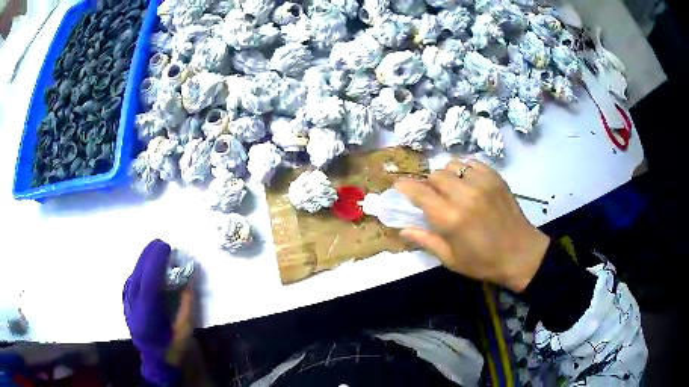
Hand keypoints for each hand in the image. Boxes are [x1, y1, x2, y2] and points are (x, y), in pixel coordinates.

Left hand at [123, 239, 195, 383]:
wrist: (156, 362)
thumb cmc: (173, 348)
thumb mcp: (185, 329)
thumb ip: (186, 303)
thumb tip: (189, 277)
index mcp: (147, 316)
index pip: (148, 282)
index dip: (156, 262)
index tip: (166, 248)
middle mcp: (133, 307)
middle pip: (138, 274)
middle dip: (149, 256)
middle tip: (162, 244)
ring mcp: (127, 304)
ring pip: (133, 275)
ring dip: (144, 260)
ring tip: (156, 251)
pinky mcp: (126, 303)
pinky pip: (132, 280)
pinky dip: (140, 269)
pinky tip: (147, 266)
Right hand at [395, 159, 549, 292]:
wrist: (521, 254)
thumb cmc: (483, 262)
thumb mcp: (451, 259)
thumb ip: (425, 240)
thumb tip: (402, 229)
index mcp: (450, 218)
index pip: (419, 192)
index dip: (405, 186)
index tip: (398, 185)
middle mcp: (464, 195)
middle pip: (435, 175)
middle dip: (428, 184)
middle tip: (433, 197)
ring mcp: (482, 183)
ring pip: (452, 165)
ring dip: (447, 176)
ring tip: (452, 189)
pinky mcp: (495, 178)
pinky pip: (472, 163)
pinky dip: (465, 170)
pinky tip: (469, 184)